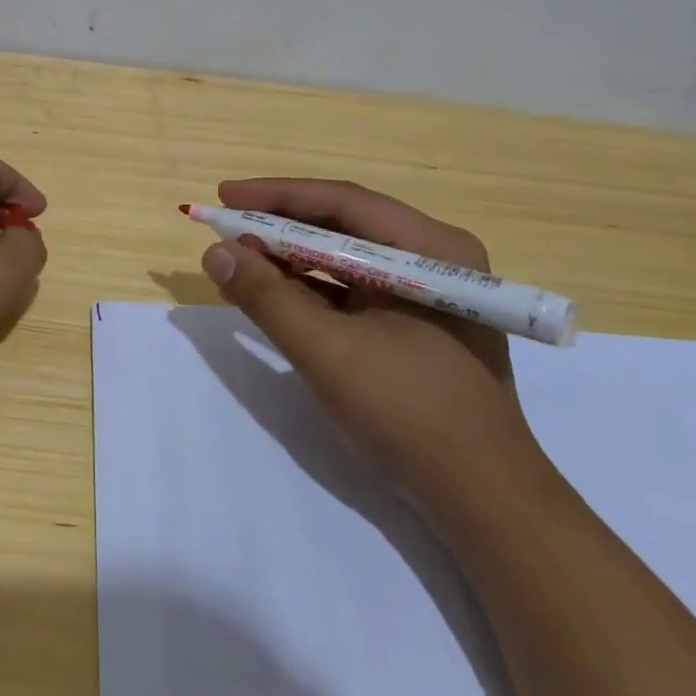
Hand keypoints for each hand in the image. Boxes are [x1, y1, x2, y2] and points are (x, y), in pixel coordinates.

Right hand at [200, 177, 543, 517]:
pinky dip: (307, 291)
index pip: (342, 203)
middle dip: (279, 228)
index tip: (223, 196)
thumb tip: (215, 252)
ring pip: (343, 259)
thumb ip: (267, 297)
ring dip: (288, 260)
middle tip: (224, 230)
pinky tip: (270, 295)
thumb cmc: (410, 413)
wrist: (481, 499)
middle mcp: (432, 259)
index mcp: (430, 250)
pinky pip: (350, 291)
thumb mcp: (327, 351)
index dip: (276, 196)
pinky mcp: (413, 325)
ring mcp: (424, 294)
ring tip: (237, 262)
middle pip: (342, 226)